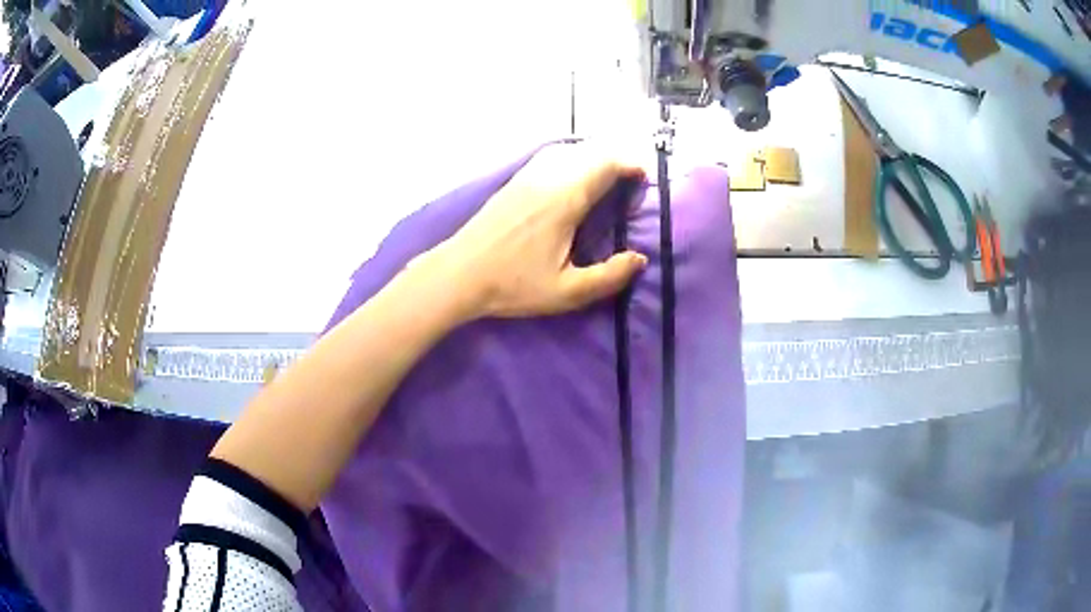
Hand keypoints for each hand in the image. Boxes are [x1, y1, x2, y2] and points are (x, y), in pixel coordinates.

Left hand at [426, 143, 648, 319]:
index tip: (645, 180)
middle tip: (631, 183)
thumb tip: (639, 259)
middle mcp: (549, 177)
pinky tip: (573, 178)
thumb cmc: (512, 285)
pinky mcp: (514, 180)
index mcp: (566, 198)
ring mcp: (528, 175)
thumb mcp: (567, 292)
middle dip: (618, 159)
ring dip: (595, 157)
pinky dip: (573, 159)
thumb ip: (609, 277)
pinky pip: (552, 156)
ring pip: (571, 150)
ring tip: (608, 179)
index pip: (607, 163)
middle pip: (592, 151)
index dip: (632, 164)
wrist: (459, 274)